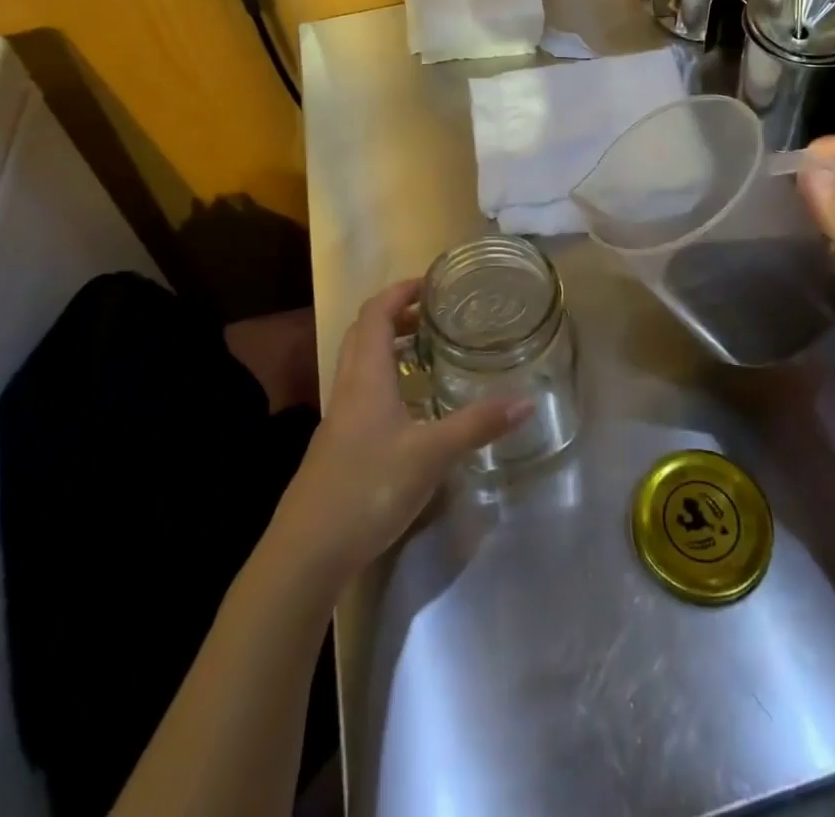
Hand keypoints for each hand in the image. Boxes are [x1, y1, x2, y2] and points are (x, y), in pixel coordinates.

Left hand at [272, 279, 530, 585]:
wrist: (308, 552)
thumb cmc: (368, 488)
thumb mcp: (430, 455)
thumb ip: (477, 424)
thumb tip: (526, 400)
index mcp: (366, 376)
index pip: (376, 313)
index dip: (400, 291)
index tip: (432, 284)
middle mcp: (348, 386)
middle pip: (365, 332)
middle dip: (397, 315)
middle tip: (434, 316)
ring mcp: (340, 417)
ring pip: (361, 362)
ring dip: (390, 346)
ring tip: (427, 352)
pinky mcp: (339, 444)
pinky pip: (362, 391)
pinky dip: (386, 379)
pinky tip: (411, 406)